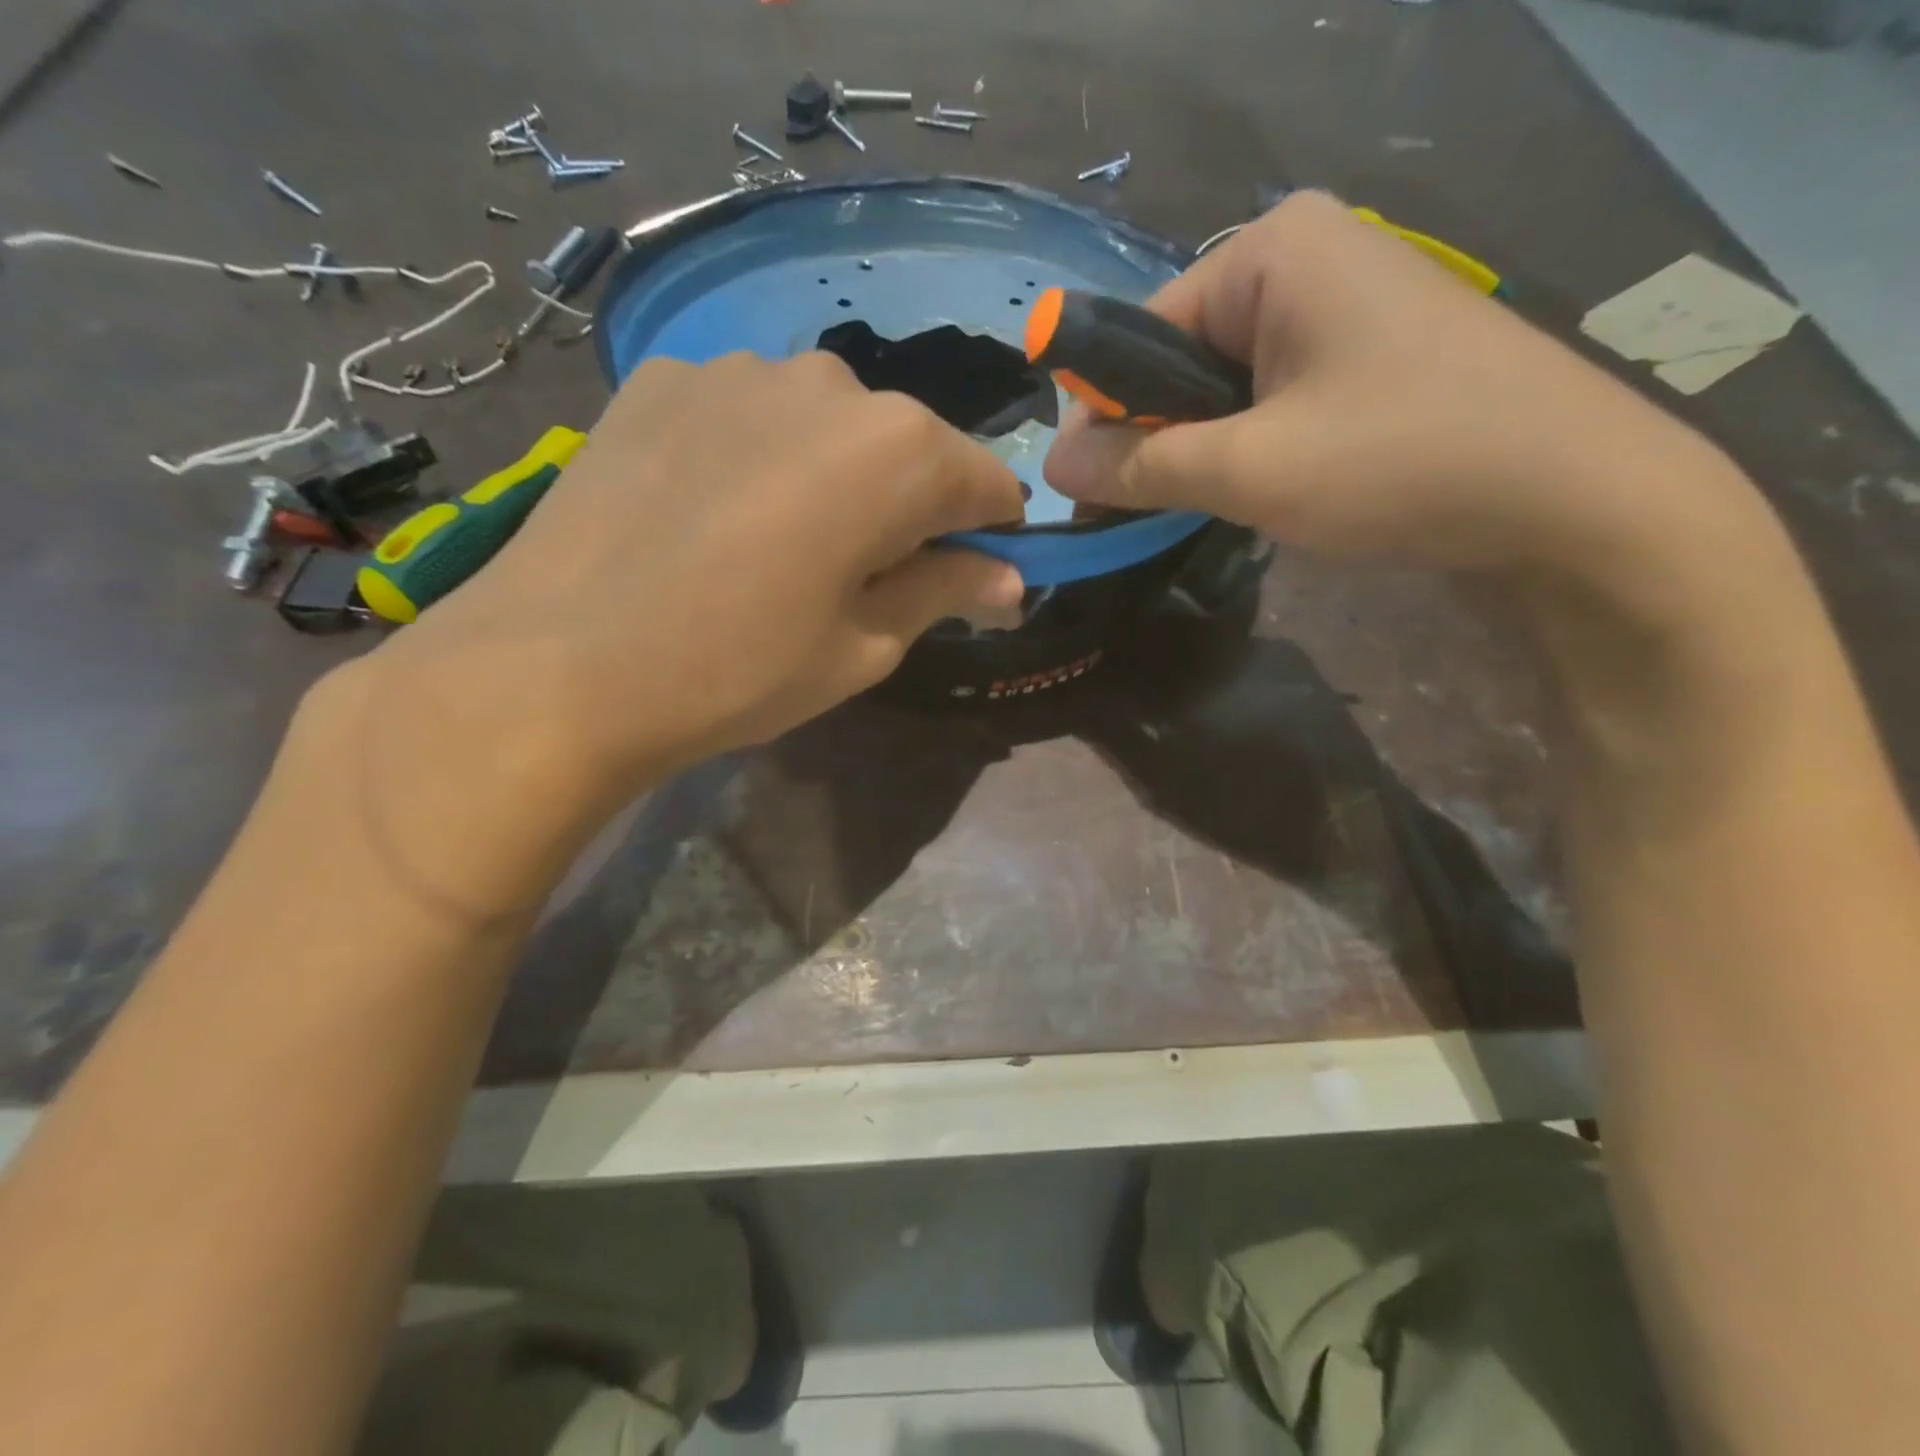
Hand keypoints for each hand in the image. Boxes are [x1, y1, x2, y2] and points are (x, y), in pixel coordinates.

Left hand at [306, 352, 1023, 909]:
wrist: (559, 665)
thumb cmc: (740, 669)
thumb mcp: (865, 646)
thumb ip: (946, 592)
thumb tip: (1010, 580)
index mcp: (898, 450)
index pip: (986, 482)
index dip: (990, 534)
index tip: (972, 578)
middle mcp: (829, 382)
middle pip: (907, 446)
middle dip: (908, 506)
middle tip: (865, 576)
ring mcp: (736, 369)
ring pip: (826, 424)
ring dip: (832, 476)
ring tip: (779, 545)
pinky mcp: (662, 378)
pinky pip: (748, 414)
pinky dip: (759, 457)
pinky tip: (714, 512)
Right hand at [1044, 192, 1769, 597]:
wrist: (1576, 501)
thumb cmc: (1402, 463)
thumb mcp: (1248, 469)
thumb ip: (1139, 464)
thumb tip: (1050, 462)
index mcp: (1271, 250)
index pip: (1139, 331)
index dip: (1109, 415)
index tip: (1103, 492)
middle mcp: (1305, 257)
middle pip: (1180, 358)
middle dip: (1162, 437)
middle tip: (1169, 509)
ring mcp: (1344, 304)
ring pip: (1224, 387)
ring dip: (1207, 451)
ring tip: (1231, 504)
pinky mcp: (1369, 354)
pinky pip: (1272, 399)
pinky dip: (1252, 449)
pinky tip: (1273, 490)